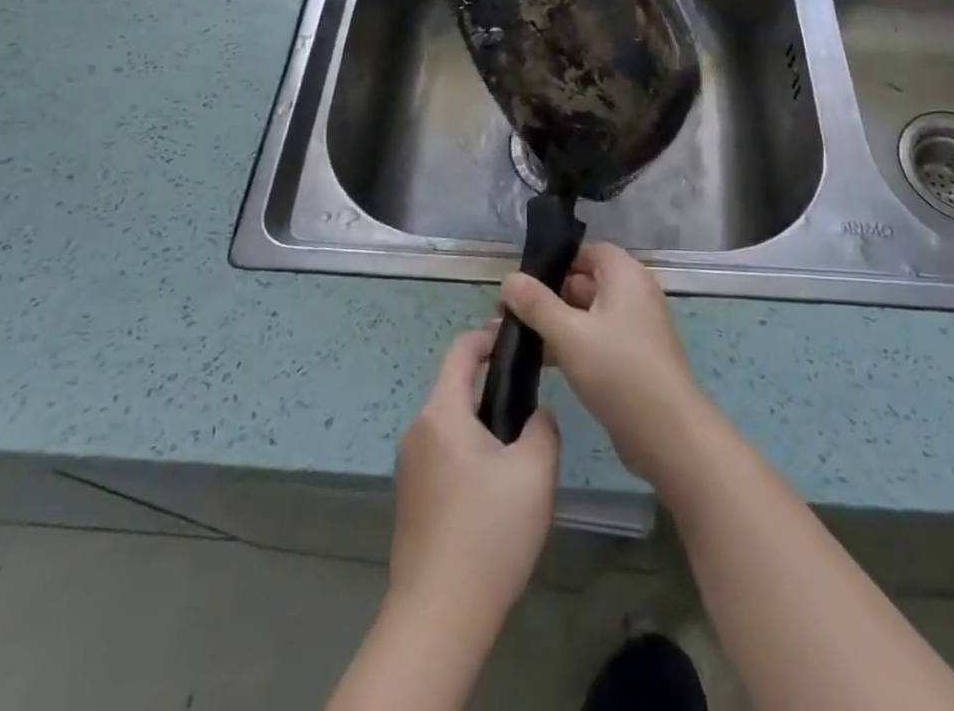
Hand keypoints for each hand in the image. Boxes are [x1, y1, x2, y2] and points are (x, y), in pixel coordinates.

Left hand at [388, 323, 560, 637]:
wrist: (438, 616)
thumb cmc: (488, 532)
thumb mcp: (535, 472)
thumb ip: (543, 427)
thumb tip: (537, 414)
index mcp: (442, 412)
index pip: (461, 350)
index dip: (488, 336)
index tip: (518, 339)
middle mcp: (418, 430)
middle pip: (456, 389)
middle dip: (493, 389)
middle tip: (532, 405)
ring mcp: (409, 466)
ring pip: (452, 426)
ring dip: (483, 426)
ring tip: (521, 452)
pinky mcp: (411, 499)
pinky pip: (443, 456)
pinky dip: (470, 455)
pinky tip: (496, 492)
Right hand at [499, 244, 709, 487]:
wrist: (668, 435)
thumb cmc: (619, 371)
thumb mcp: (570, 334)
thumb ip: (536, 304)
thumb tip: (508, 278)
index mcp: (625, 275)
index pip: (585, 252)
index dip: (554, 262)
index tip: (521, 281)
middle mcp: (632, 294)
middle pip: (583, 282)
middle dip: (545, 296)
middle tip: (506, 313)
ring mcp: (633, 328)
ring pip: (585, 314)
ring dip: (553, 324)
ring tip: (512, 338)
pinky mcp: (630, 358)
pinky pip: (593, 339)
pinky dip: (569, 345)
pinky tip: (538, 361)